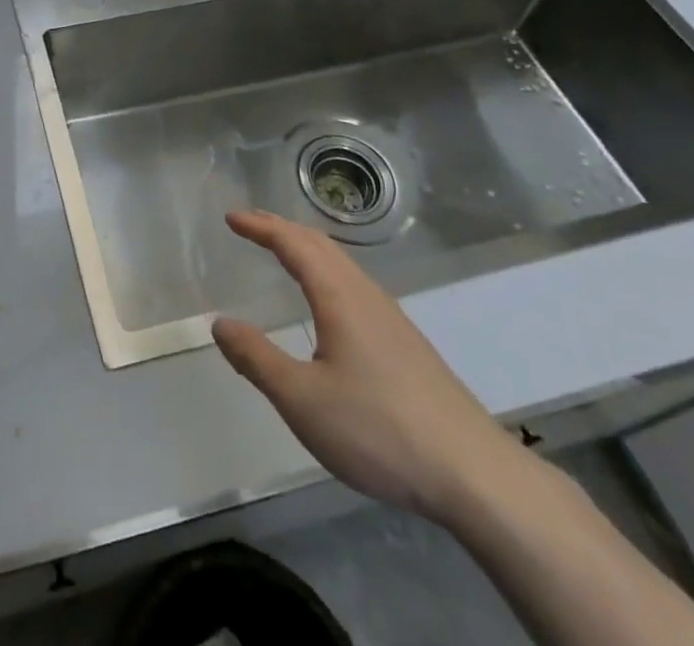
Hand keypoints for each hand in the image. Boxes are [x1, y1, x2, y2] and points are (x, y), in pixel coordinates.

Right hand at [212, 210, 521, 522]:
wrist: (474, 475)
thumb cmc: (378, 430)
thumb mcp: (302, 400)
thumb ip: (256, 359)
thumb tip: (219, 323)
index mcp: (338, 296)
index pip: (293, 243)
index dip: (260, 227)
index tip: (231, 218)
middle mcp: (366, 295)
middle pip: (320, 245)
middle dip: (282, 229)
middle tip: (251, 225)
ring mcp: (392, 318)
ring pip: (342, 264)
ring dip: (307, 249)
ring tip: (283, 253)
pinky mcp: (407, 344)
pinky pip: (355, 286)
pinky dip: (327, 272)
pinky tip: (328, 304)